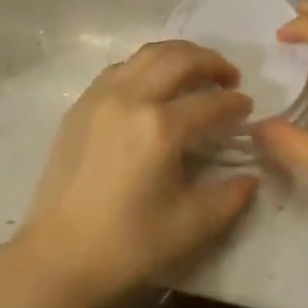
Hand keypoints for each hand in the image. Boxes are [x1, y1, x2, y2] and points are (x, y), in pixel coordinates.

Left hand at [11, 41, 260, 307]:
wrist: (57, 254)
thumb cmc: (124, 245)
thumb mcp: (186, 228)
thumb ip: (226, 199)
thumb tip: (250, 177)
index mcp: (159, 129)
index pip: (209, 103)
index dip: (234, 103)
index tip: (248, 107)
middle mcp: (132, 98)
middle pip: (180, 59)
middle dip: (211, 62)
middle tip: (229, 77)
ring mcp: (103, 94)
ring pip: (149, 53)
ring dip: (180, 54)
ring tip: (197, 69)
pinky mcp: (83, 101)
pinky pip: (123, 66)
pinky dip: (147, 64)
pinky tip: (156, 82)